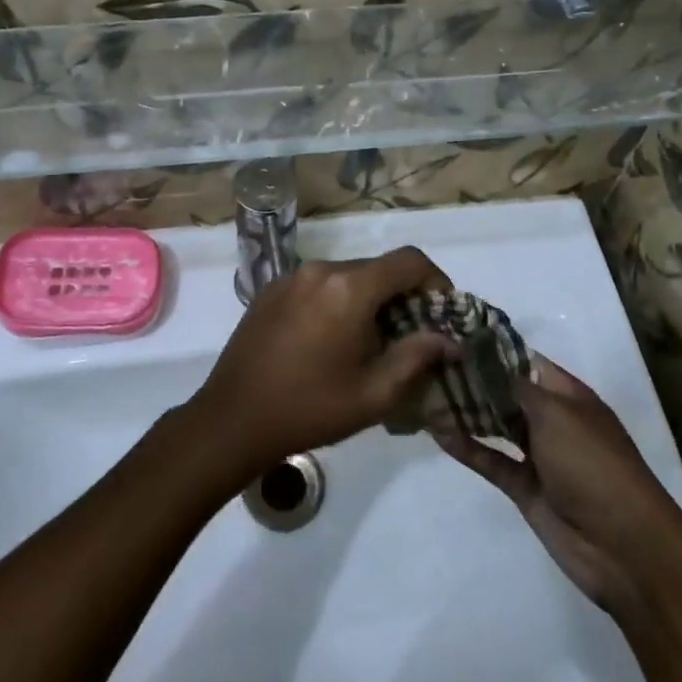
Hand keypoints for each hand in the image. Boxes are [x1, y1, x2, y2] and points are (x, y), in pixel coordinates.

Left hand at [188, 247, 457, 476]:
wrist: (232, 419)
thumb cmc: (310, 409)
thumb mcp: (375, 393)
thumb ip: (418, 357)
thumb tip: (448, 339)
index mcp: (349, 288)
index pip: (410, 261)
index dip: (436, 282)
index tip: (443, 315)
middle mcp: (320, 269)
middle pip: (378, 268)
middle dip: (402, 297)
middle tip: (409, 339)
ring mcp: (290, 277)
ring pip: (347, 277)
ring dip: (368, 301)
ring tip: (369, 344)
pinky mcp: (270, 291)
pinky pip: (318, 286)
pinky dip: (337, 302)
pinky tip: (330, 342)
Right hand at [435, 358, 677, 615]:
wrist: (624, 547)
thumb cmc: (594, 465)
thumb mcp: (556, 414)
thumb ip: (514, 387)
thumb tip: (484, 360)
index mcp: (569, 396)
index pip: (525, 361)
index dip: (492, 349)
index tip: (452, 335)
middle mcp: (553, 420)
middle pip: (506, 393)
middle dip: (472, 379)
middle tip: (428, 362)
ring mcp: (538, 455)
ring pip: (495, 425)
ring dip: (466, 411)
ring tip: (426, 392)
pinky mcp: (524, 487)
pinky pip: (491, 460)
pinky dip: (467, 447)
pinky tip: (438, 432)